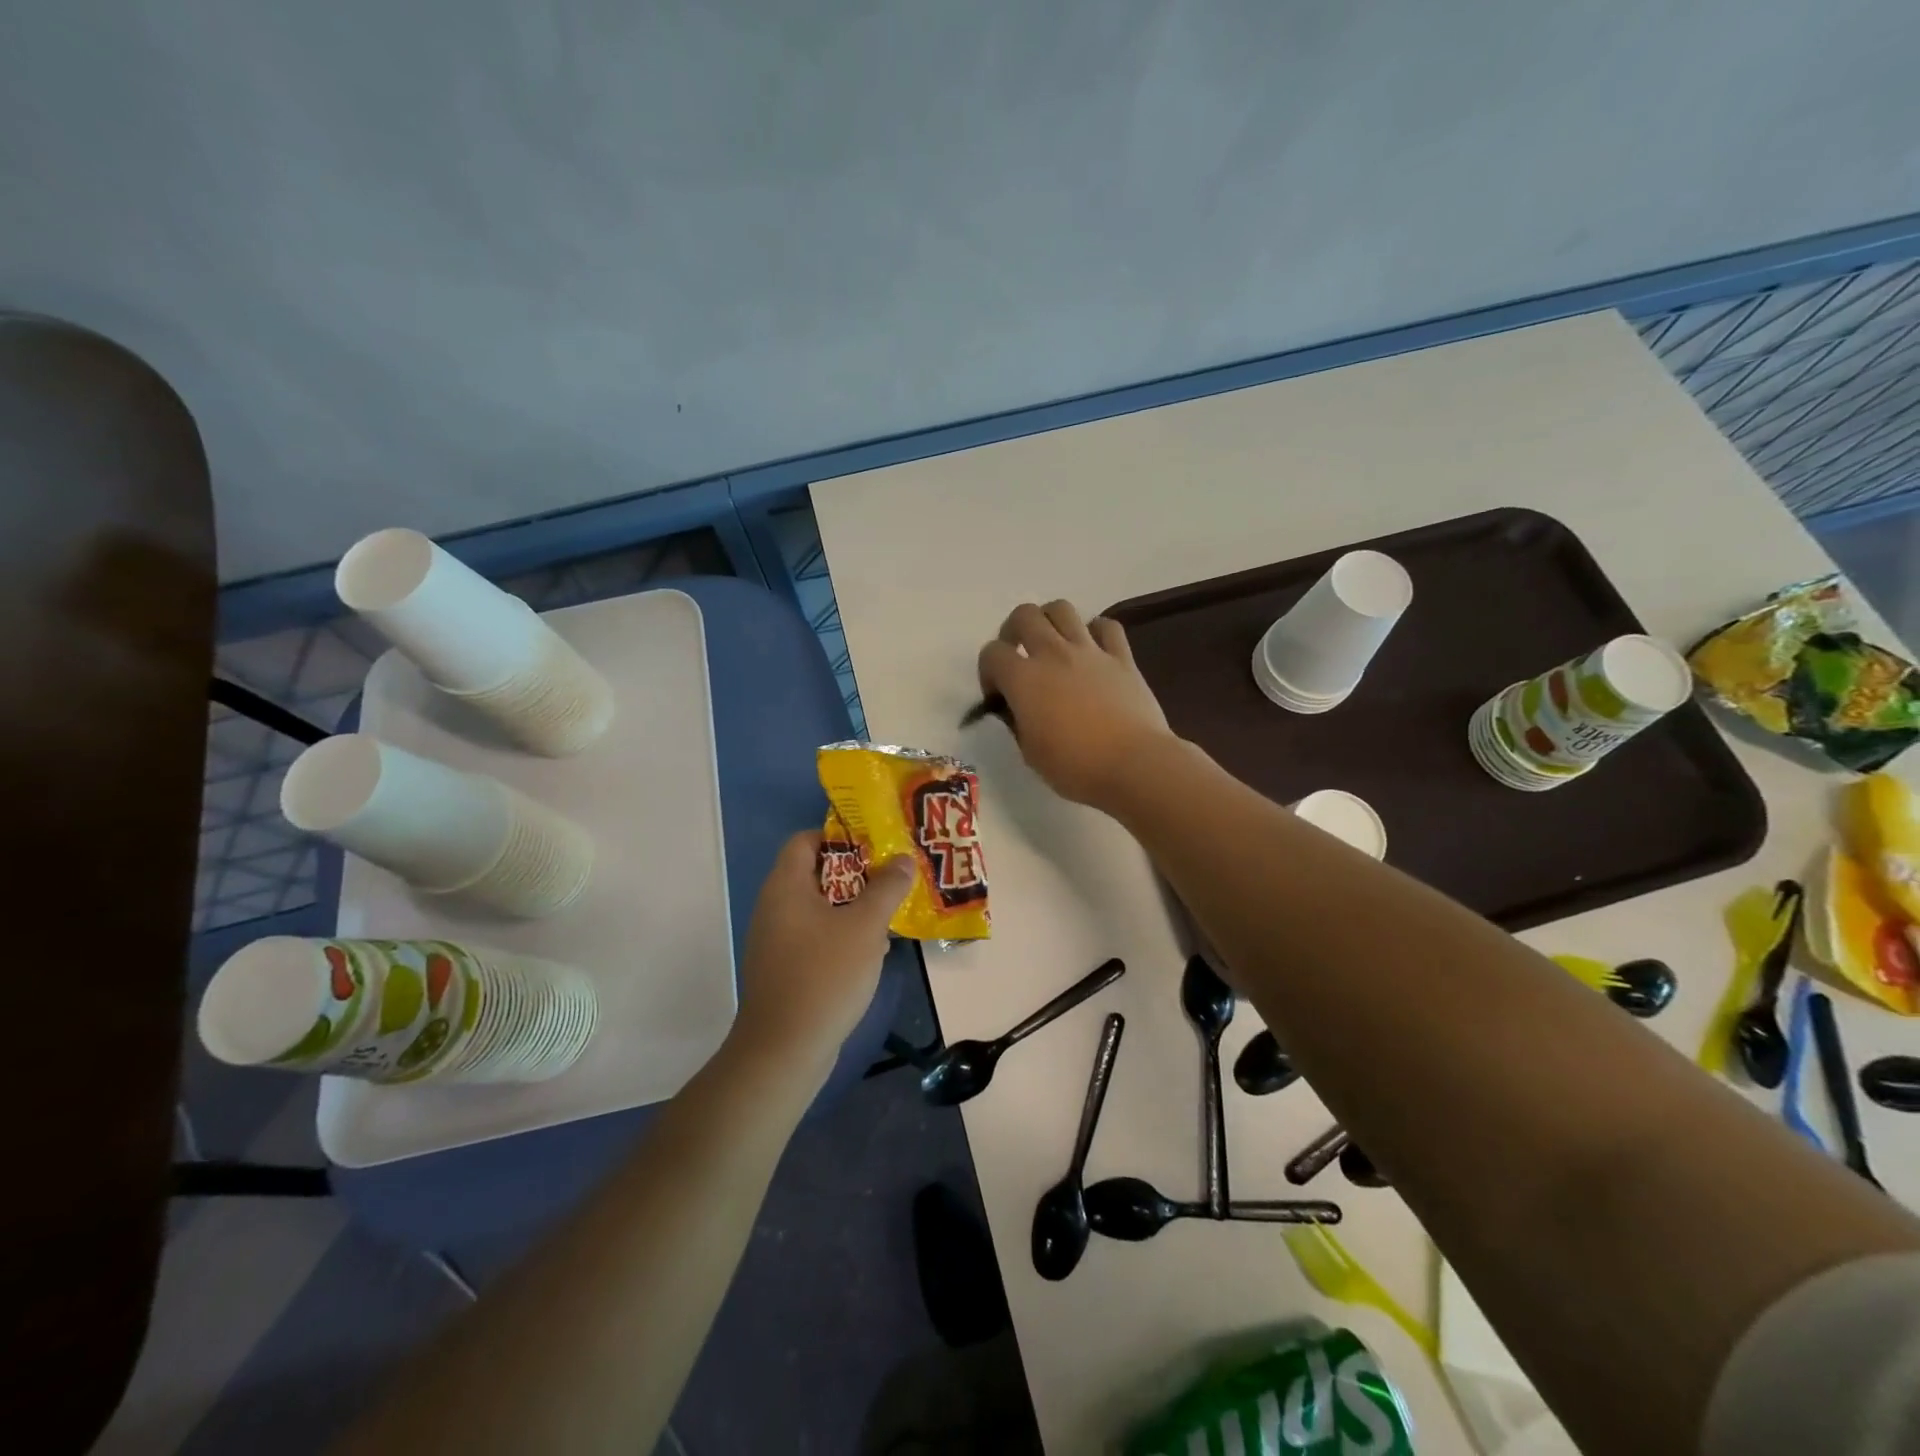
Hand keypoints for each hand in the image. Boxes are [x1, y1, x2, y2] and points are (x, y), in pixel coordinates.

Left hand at [730, 831, 915, 1081]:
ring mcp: (776, 940)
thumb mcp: (865, 927)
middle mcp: (775, 907)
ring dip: (853, 907)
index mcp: (785, 887)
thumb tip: (902, 859)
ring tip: (889, 913)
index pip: (805, 840)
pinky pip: (815, 937)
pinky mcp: (784, 969)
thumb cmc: (824, 976)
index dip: (839, 836)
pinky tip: (871, 952)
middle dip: (856, 874)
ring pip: (818, 908)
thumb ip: (886, 888)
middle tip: (891, 878)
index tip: (875, 845)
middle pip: (815, 873)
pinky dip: (841, 935)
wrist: (784, 1050)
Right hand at [976, 600, 1176, 809]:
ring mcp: (1090, 651)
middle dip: (1013, 630)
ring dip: (1050, 621)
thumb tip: (1016, 709)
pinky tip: (1094, 649)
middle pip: (1024, 615)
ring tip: (1052, 643)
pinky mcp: (1122, 657)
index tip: (998, 695)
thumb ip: (1017, 723)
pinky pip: (1107, 626)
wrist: (1134, 765)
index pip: (991, 653)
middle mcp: (1053, 654)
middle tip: (1019, 655)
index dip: (988, 671)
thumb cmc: (1076, 767)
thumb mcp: (1030, 753)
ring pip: (1062, 609)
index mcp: (1024, 680)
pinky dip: (1096, 631)